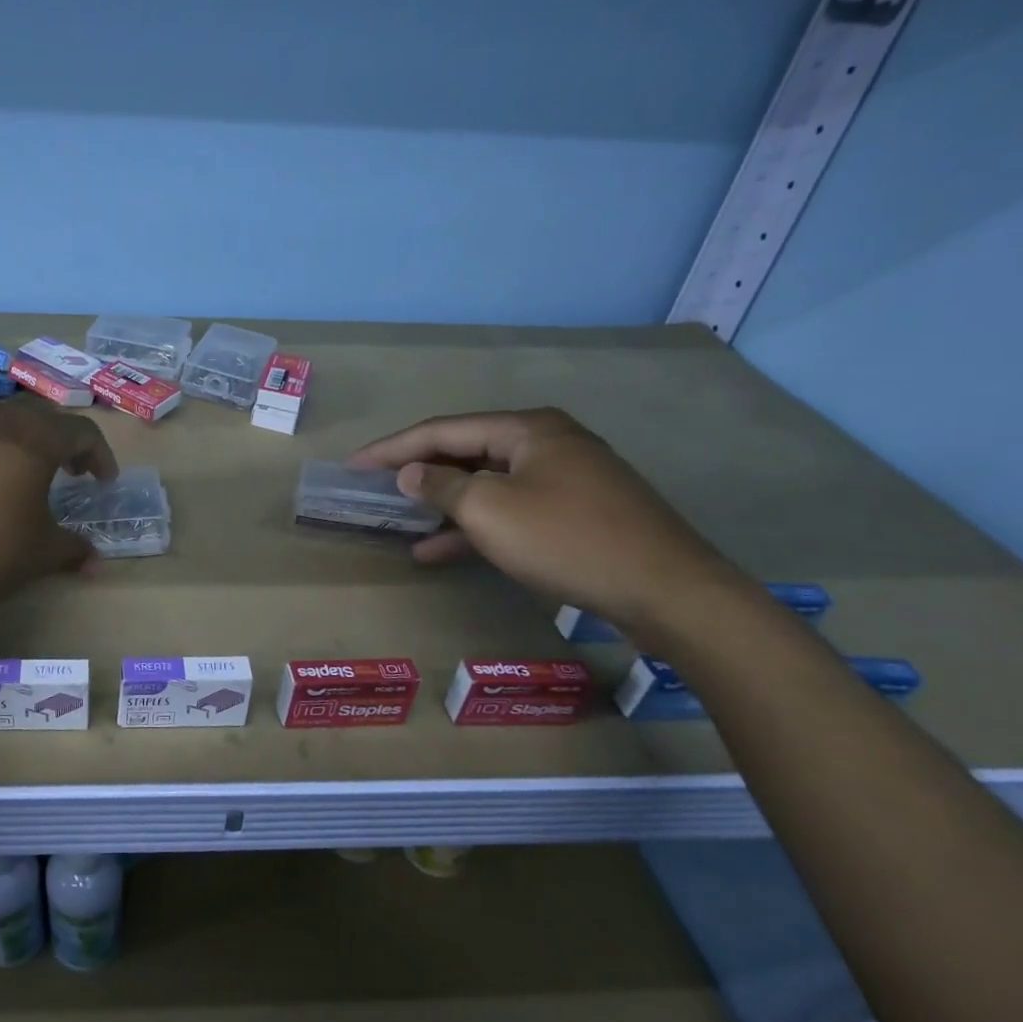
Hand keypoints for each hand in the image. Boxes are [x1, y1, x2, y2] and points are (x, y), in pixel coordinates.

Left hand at [0, 397, 118, 611]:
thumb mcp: (40, 554)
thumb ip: (72, 550)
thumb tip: (95, 561)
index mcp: (35, 439)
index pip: (80, 431)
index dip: (99, 454)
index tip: (104, 482)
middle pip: (39, 414)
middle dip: (61, 439)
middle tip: (69, 471)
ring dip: (20, 439)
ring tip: (23, 472)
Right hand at [350, 408, 740, 632]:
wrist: (669, 592)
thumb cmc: (567, 539)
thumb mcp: (491, 510)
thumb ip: (442, 486)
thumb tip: (411, 473)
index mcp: (526, 429)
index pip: (442, 430)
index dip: (393, 447)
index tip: (353, 464)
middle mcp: (545, 444)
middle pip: (465, 453)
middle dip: (418, 473)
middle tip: (374, 489)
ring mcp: (564, 480)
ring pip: (486, 486)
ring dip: (442, 505)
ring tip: (397, 522)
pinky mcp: (574, 515)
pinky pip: (510, 512)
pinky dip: (474, 528)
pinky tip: (438, 550)